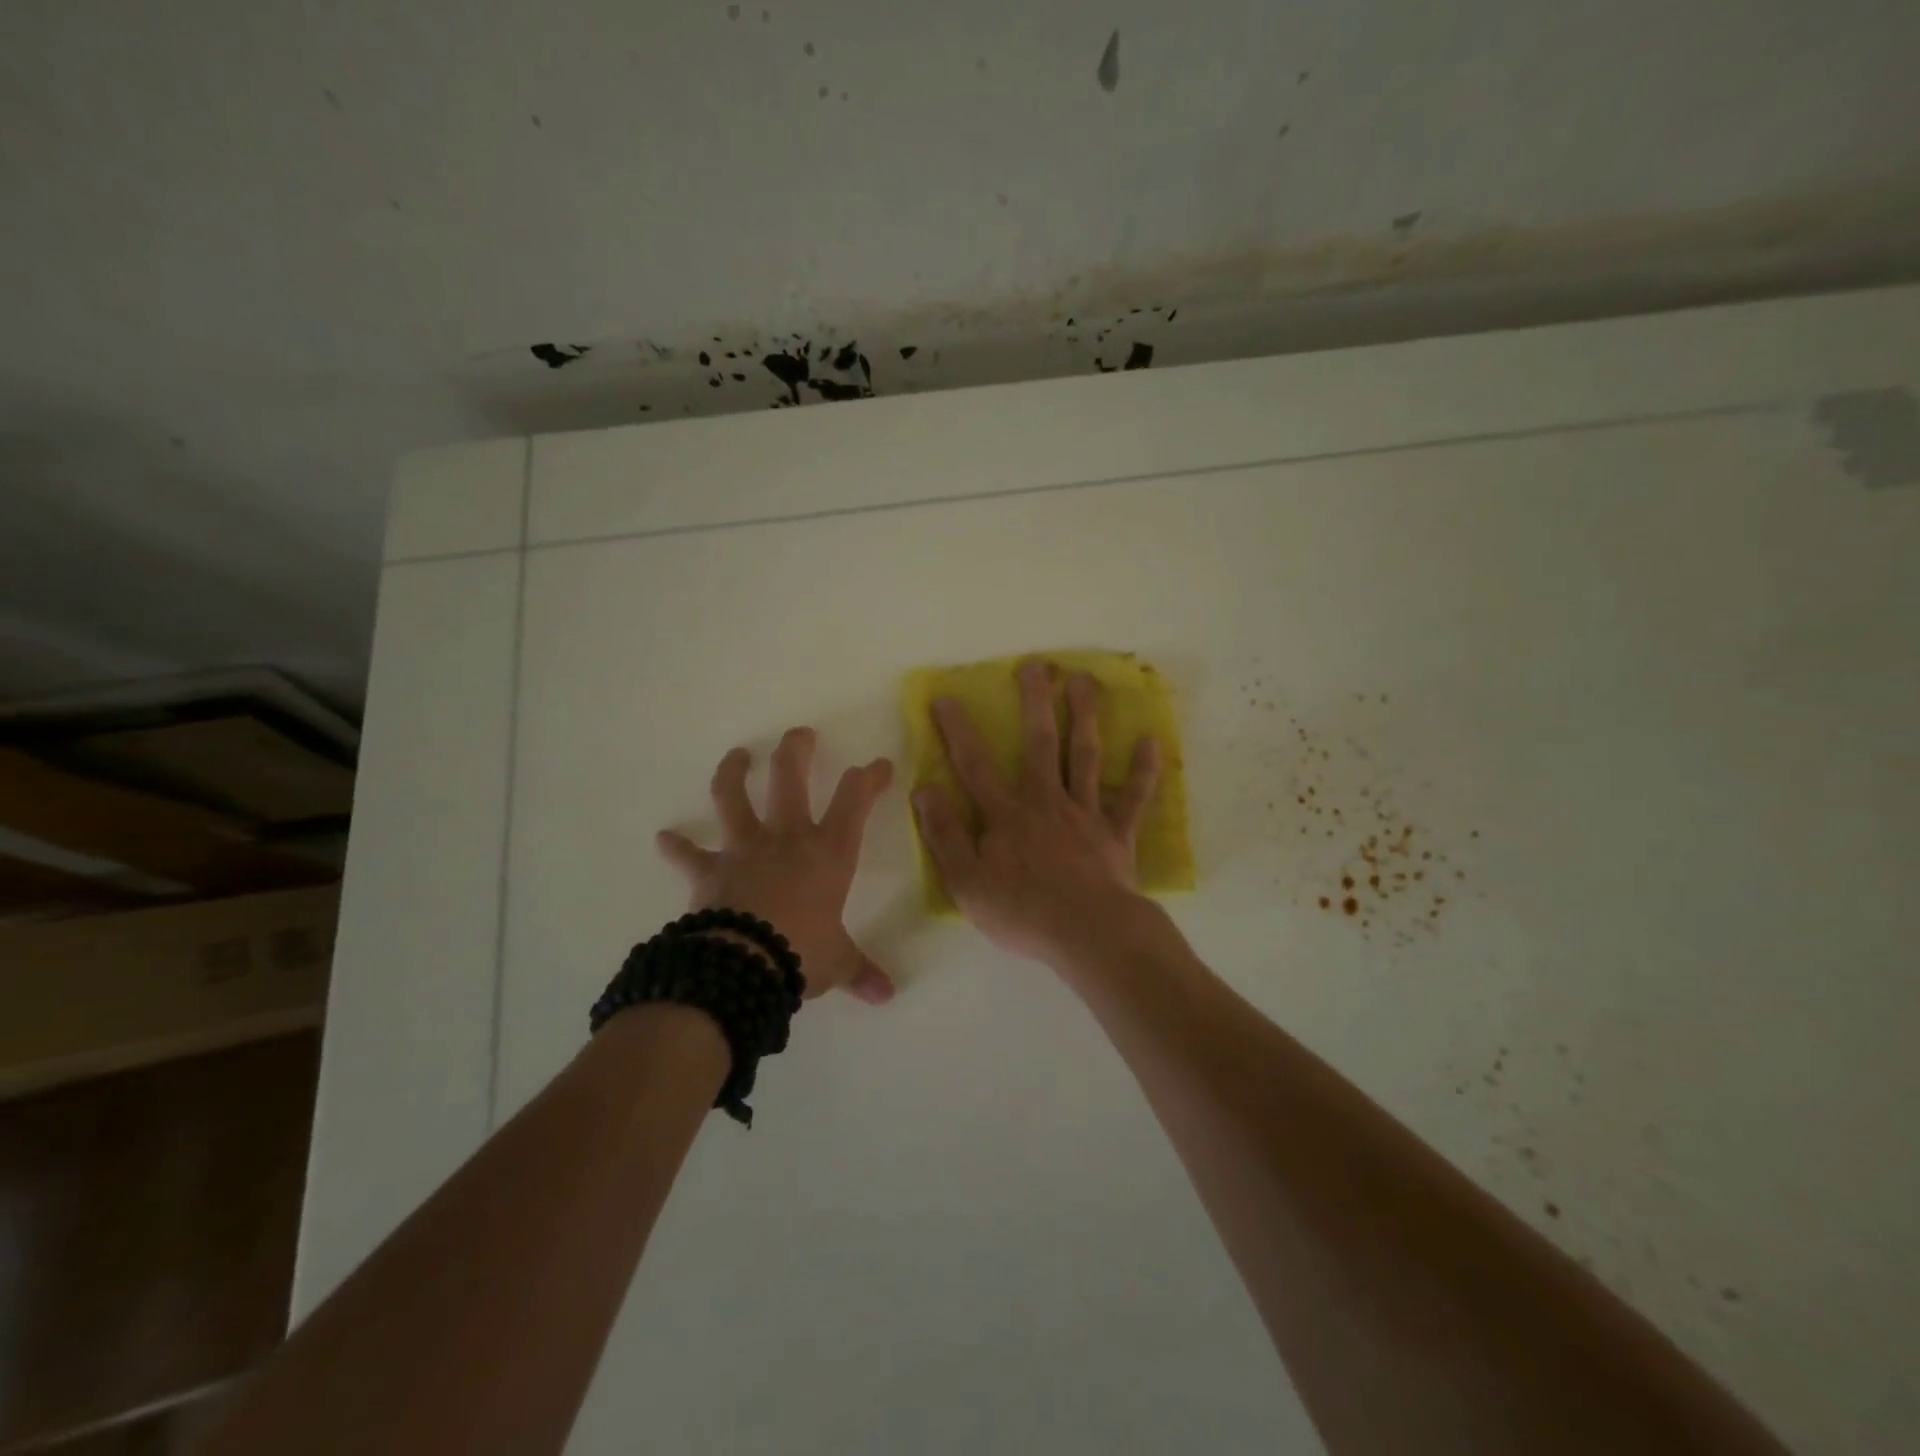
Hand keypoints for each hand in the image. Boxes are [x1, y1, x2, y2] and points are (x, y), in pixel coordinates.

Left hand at [657, 728, 895, 1004]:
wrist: (743, 966)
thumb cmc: (802, 953)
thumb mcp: (838, 962)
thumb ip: (859, 971)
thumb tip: (886, 995)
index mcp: (828, 853)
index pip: (855, 800)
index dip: (869, 778)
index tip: (879, 765)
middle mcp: (787, 839)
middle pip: (790, 778)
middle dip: (796, 750)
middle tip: (799, 734)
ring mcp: (744, 850)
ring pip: (734, 798)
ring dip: (733, 772)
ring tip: (737, 755)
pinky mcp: (709, 871)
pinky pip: (689, 856)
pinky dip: (677, 847)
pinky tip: (664, 838)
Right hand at [911, 661, 1160, 965]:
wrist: (1087, 934)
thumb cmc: (1022, 912)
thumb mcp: (966, 882)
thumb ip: (945, 835)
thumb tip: (925, 790)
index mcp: (1007, 814)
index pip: (975, 764)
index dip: (958, 730)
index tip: (947, 697)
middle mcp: (1046, 801)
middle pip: (1040, 743)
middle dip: (1036, 701)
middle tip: (1036, 665)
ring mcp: (1086, 814)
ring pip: (1085, 756)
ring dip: (1085, 716)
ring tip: (1085, 681)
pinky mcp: (1117, 833)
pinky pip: (1132, 797)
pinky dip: (1143, 770)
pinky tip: (1150, 740)